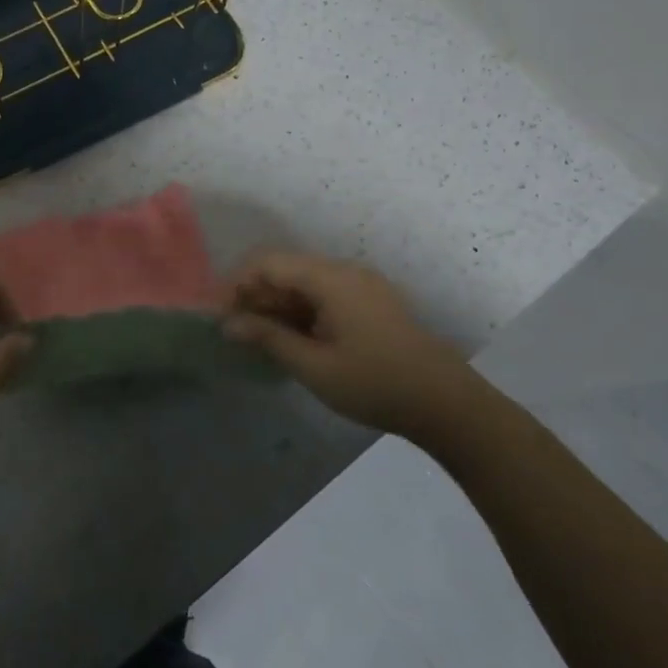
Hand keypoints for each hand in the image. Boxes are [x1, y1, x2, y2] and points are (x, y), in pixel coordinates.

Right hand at [224, 250, 491, 438]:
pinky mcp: (372, 303)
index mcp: (331, 279)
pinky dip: (301, 311)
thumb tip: (228, 324)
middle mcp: (345, 272)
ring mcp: (362, 286)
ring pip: (304, 283)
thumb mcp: (314, 365)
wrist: (447, 405)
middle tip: (236, 332)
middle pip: (286, 270)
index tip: (220, 316)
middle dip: (255, 296)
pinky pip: (324, 295)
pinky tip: (293, 340)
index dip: (237, 284)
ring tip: (260, 339)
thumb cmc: (375, 383)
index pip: (269, 263)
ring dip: (277, 305)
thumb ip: (268, 338)